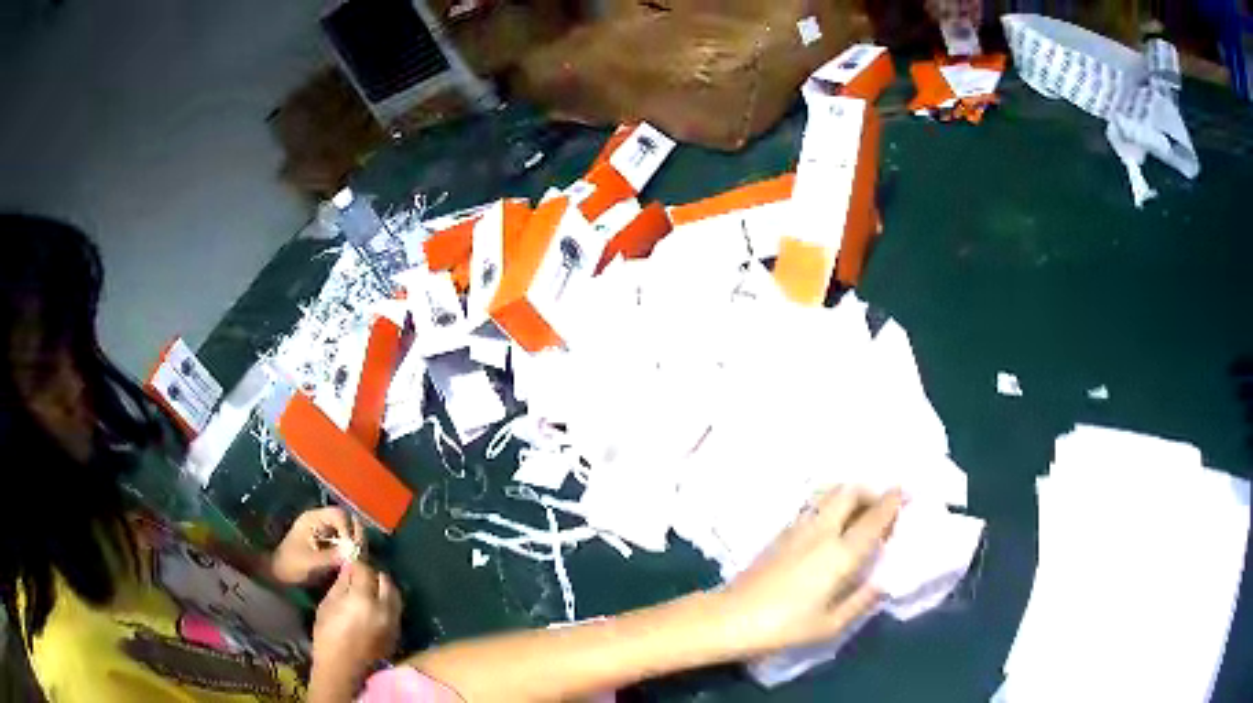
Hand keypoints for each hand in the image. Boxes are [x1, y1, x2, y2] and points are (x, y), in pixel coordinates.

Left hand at [269, 507, 364, 586]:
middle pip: (347, 521)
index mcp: (313, 519)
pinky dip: (350, 552)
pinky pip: (345, 544)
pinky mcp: (328, 545)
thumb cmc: (290, 566)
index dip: (349, 530)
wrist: (278, 576)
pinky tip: (352, 564)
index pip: (340, 515)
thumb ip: (331, 556)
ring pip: (348, 533)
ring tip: (357, 562)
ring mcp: (325, 532)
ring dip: (354, 546)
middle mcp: (321, 521)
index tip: (353, 550)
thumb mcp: (310, 562)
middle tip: (360, 556)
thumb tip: (354, 551)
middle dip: (355, 538)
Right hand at [310, 563, 402, 699]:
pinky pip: (396, 609)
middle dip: (374, 572)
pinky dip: (388, 601)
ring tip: (369, 586)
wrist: (343, 668)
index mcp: (363, 600)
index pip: (366, 569)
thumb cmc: (328, 636)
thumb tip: (349, 565)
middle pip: (385, 580)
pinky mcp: (397, 632)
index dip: (358, 561)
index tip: (351, 556)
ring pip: (395, 594)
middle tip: (361, 572)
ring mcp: (394, 622)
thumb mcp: (328, 605)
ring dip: (384, 586)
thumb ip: (342, 583)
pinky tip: (375, 603)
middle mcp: (384, 609)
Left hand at [718, 486, 901, 656]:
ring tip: (860, 513)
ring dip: (849, 495)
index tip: (905, 493)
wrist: (731, 617)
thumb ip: (861, 600)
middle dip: (870, 491)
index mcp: (840, 554)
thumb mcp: (830, 624)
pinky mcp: (780, 534)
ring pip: (829, 495)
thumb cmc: (784, 626)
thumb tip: (883, 582)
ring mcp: (797, 528)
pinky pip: (813, 507)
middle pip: (849, 491)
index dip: (892, 502)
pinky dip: (830, 505)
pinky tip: (833, 525)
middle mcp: (821, 532)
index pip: (873, 518)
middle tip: (883, 505)